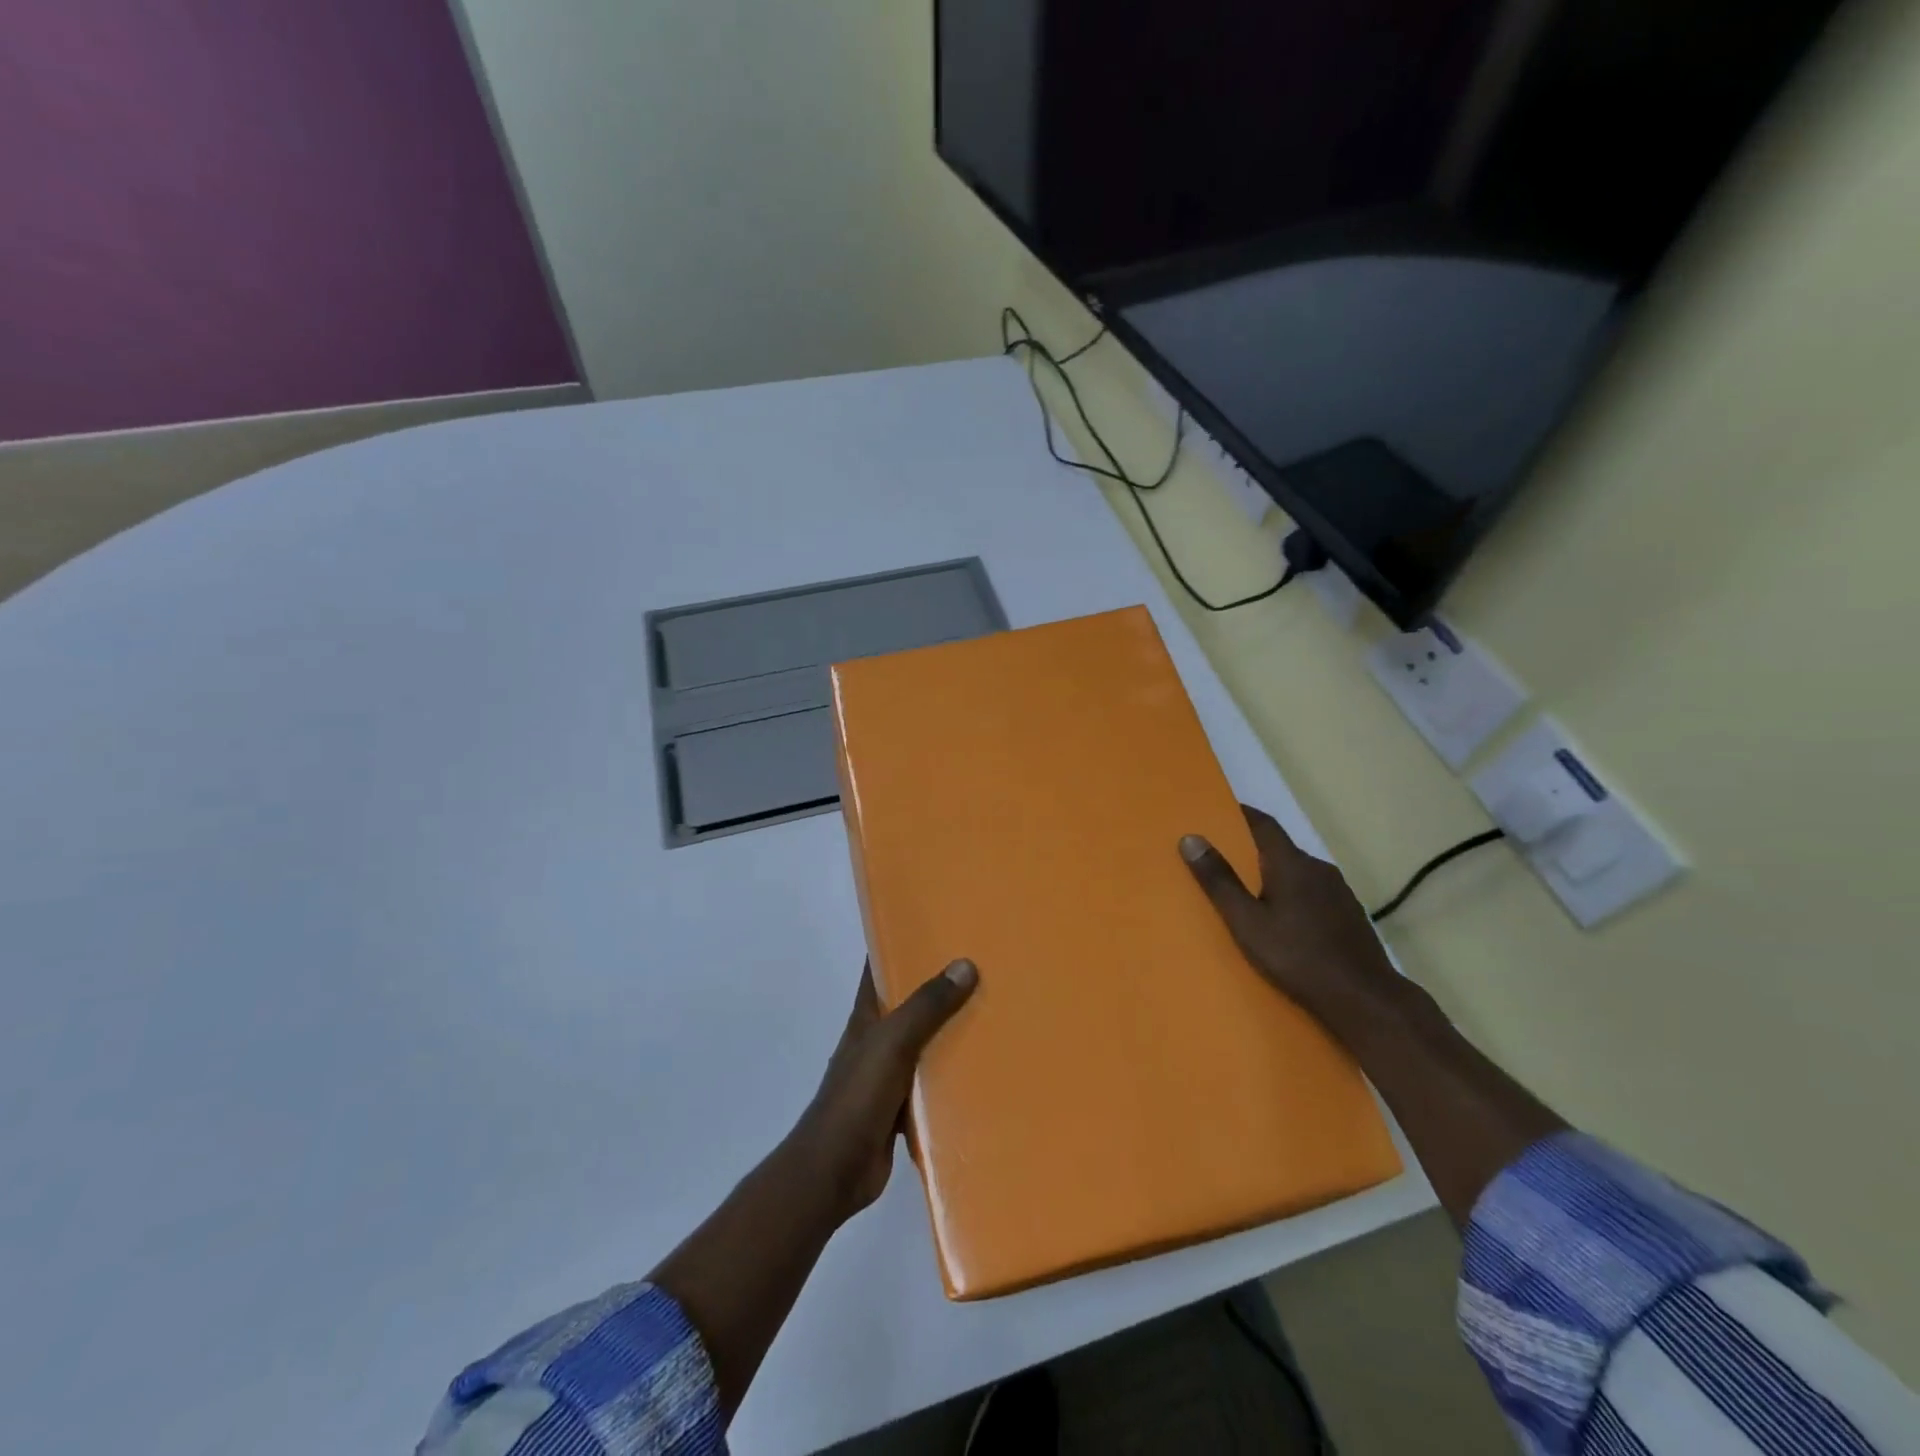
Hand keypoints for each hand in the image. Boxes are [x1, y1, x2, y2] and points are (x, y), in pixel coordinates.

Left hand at [789, 958, 978, 1221]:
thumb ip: (926, 1006)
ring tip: (994, 1011)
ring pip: (924, 1042)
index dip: (901, 944)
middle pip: (909, 1003)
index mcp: (866, 1017)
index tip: (938, 927)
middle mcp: (876, 1039)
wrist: (835, 1170)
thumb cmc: (857, 1097)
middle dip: (939, 986)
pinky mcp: (902, 1107)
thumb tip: (965, 963)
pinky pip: (933, 1081)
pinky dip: (953, 1072)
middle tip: (983, 967)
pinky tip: (985, 1068)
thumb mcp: (892, 1042)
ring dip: (950, 1030)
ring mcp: (888, 1074)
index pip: (880, 968)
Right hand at [1180, 805, 1404, 1027]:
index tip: (1217, 812)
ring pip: (1297, 873)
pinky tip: (1283, 920)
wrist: (1366, 1000)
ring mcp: (1338, 892)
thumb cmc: (1298, 957)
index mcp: (1292, 864)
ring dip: (1273, 876)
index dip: (1241, 814)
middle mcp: (1318, 868)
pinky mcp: (1349, 914)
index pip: (1263, 824)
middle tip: (1222, 861)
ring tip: (1248, 894)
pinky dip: (1291, 895)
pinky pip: (1312, 893)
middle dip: (1251, 851)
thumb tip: (1190, 838)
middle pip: (1280, 849)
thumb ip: (1219, 881)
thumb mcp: (1247, 922)